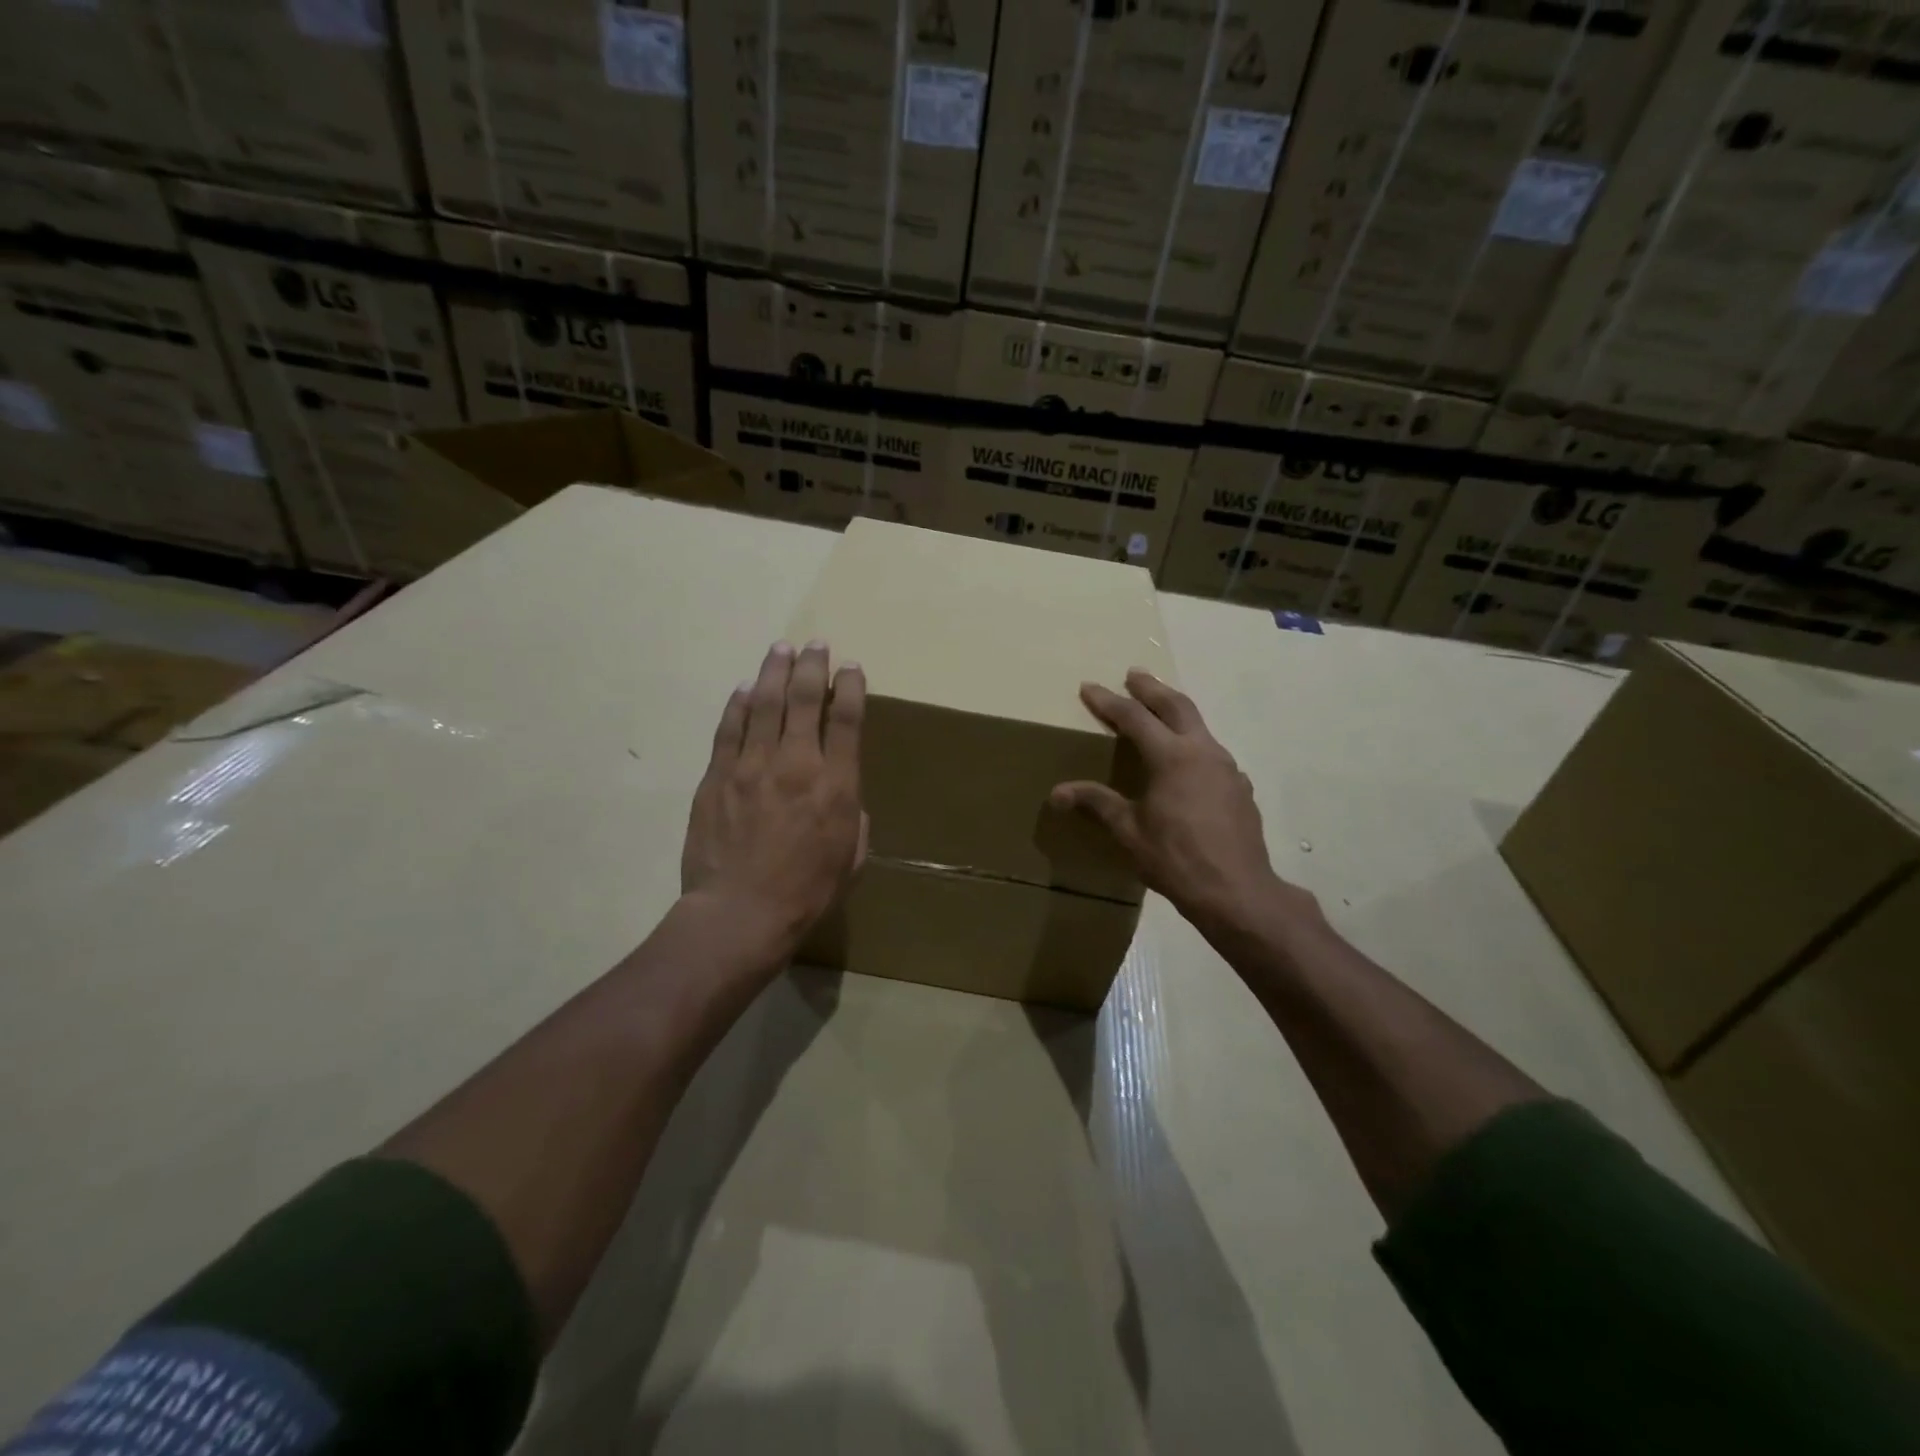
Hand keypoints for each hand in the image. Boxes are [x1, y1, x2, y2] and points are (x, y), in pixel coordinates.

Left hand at [681, 640, 867, 960]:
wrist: (739, 913)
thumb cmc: (806, 893)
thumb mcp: (851, 859)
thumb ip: (853, 818)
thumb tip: (843, 795)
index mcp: (836, 785)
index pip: (848, 720)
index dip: (851, 688)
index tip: (852, 668)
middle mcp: (796, 764)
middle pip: (805, 699)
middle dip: (813, 666)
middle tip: (816, 644)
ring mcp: (752, 766)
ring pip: (765, 704)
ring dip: (775, 672)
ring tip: (781, 648)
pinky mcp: (717, 776)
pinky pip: (729, 729)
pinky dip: (739, 704)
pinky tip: (746, 688)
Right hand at [1051, 670, 1316, 938]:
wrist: (1237, 891)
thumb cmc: (1176, 859)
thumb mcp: (1129, 832)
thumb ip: (1096, 803)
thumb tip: (1057, 792)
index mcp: (1171, 756)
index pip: (1133, 717)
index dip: (1108, 701)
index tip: (1089, 687)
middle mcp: (1202, 751)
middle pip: (1175, 705)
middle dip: (1151, 688)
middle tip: (1134, 674)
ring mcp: (1227, 767)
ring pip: (1198, 725)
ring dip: (1175, 711)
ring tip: (1159, 709)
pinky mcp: (1240, 786)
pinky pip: (1211, 752)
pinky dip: (1192, 741)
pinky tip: (1187, 760)